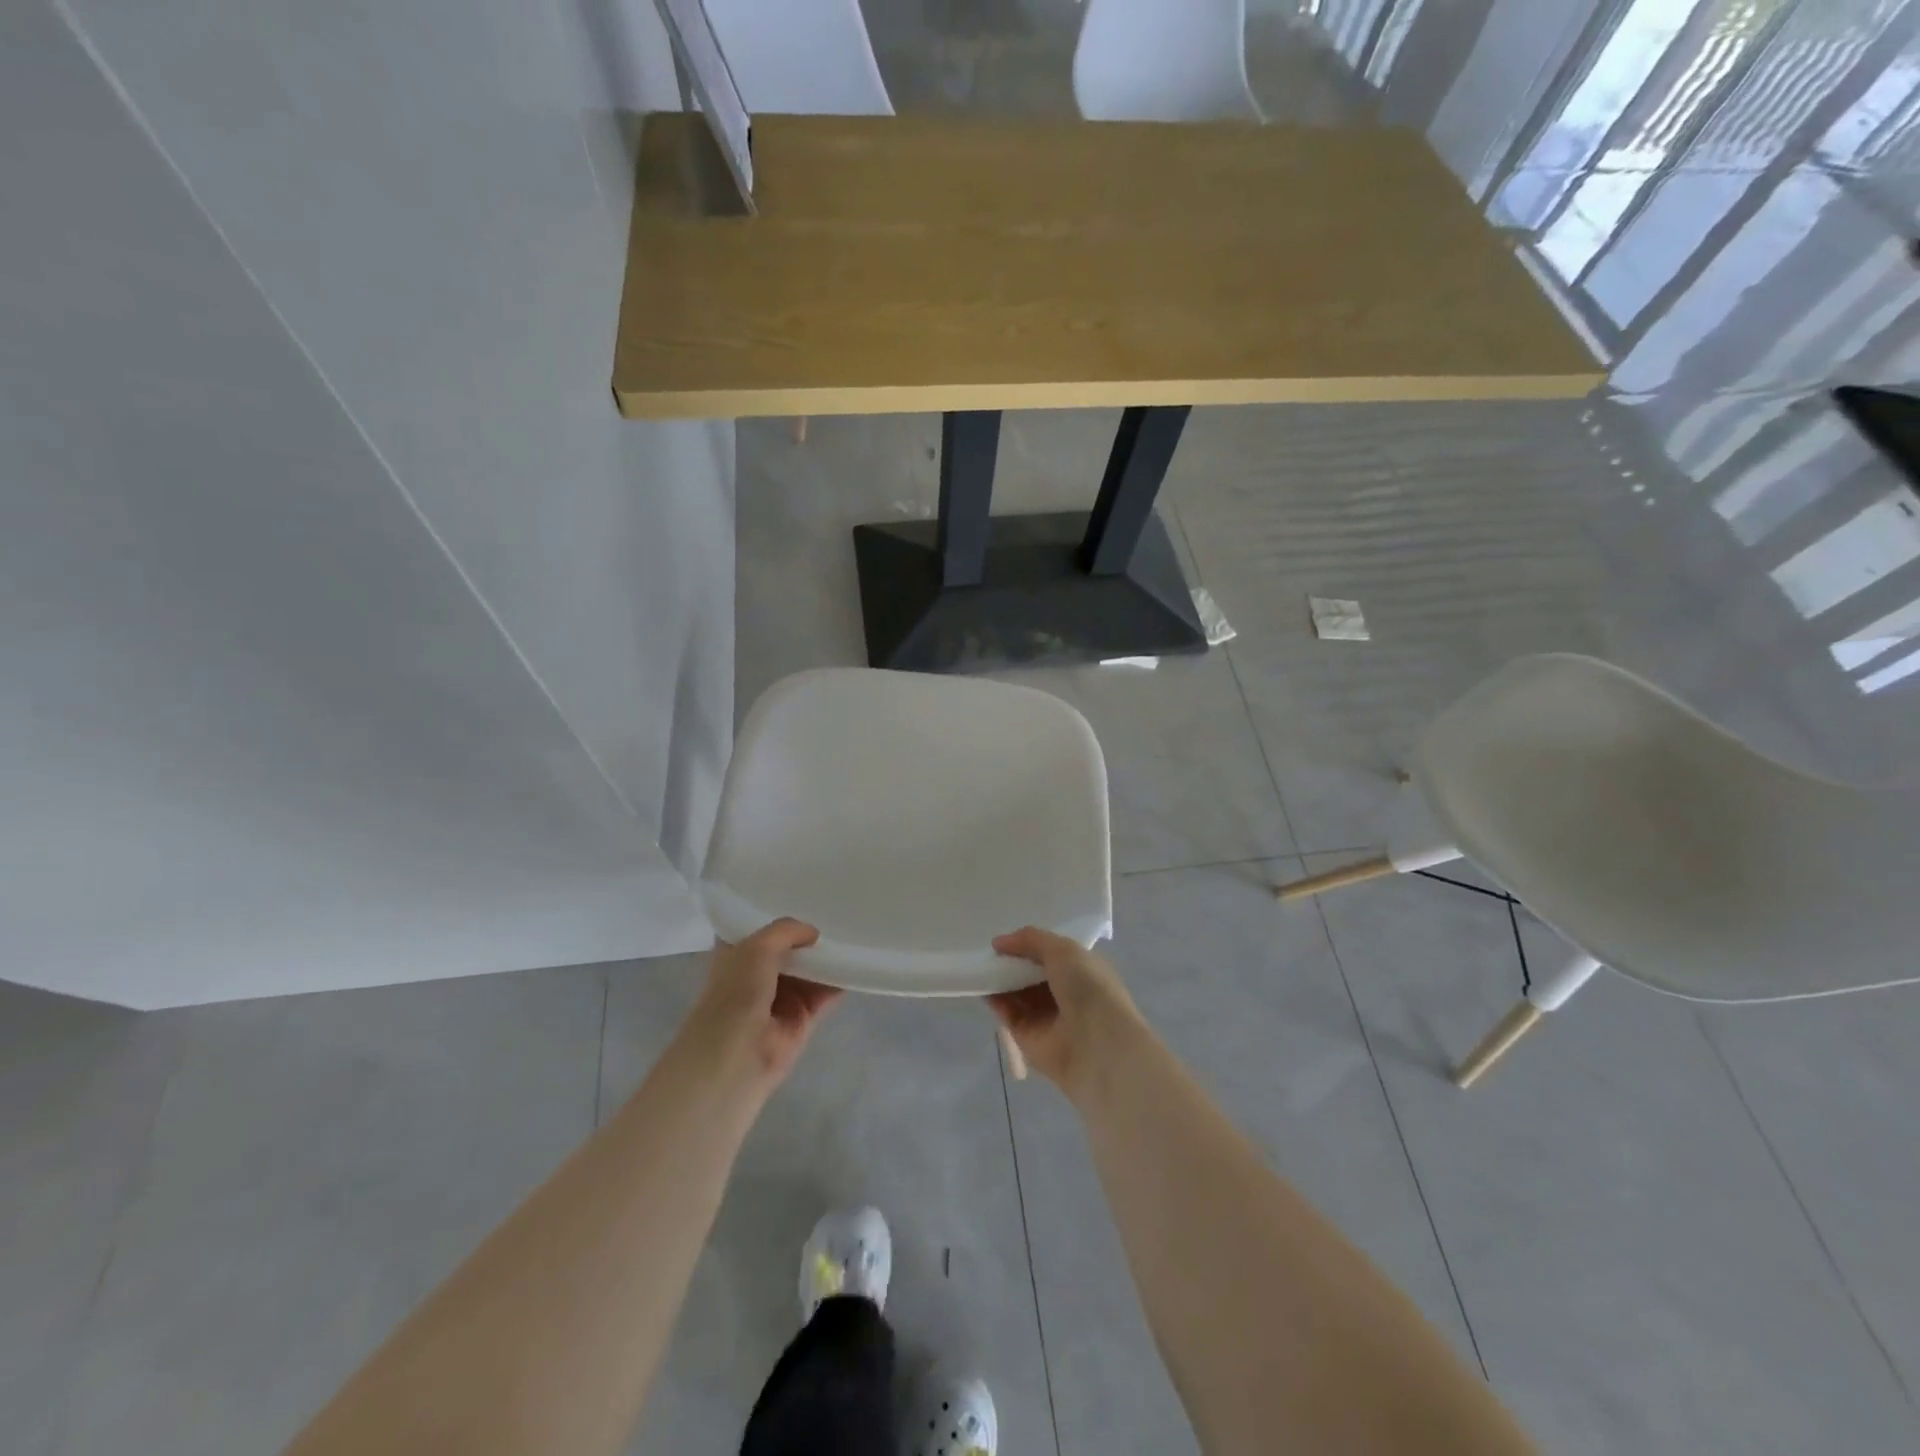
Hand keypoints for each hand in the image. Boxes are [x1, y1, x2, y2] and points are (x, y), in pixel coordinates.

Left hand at [688, 919, 840, 1087]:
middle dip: (809, 936)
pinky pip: (825, 994)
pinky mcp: (801, 1019)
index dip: (778, 914)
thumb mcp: (756, 946)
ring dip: (827, 958)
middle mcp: (757, 973)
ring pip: (809, 970)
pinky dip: (839, 981)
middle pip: (789, 949)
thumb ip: (786, 931)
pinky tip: (856, 964)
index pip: (758, 928)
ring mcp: (780, 997)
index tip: (805, 898)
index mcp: (736, 954)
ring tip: (853, 934)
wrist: (735, 1054)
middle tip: (838, 913)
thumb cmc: (736, 992)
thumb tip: (813, 933)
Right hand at [987, 927, 1141, 1094]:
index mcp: (1082, 971)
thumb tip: (998, 943)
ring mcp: (1046, 1016)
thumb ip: (1030, 939)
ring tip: (980, 964)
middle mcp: (1065, 993)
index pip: (1052, 955)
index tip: (1008, 938)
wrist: (1097, 1044)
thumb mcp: (1063, 950)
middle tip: (990, 951)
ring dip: (1000, 979)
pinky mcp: (1027, 1037)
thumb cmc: (1088, 988)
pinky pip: (1007, 1013)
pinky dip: (995, 1000)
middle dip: (1012, 962)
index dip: (1031, 945)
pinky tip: (982, 985)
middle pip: (1031, 974)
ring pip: (1017, 993)